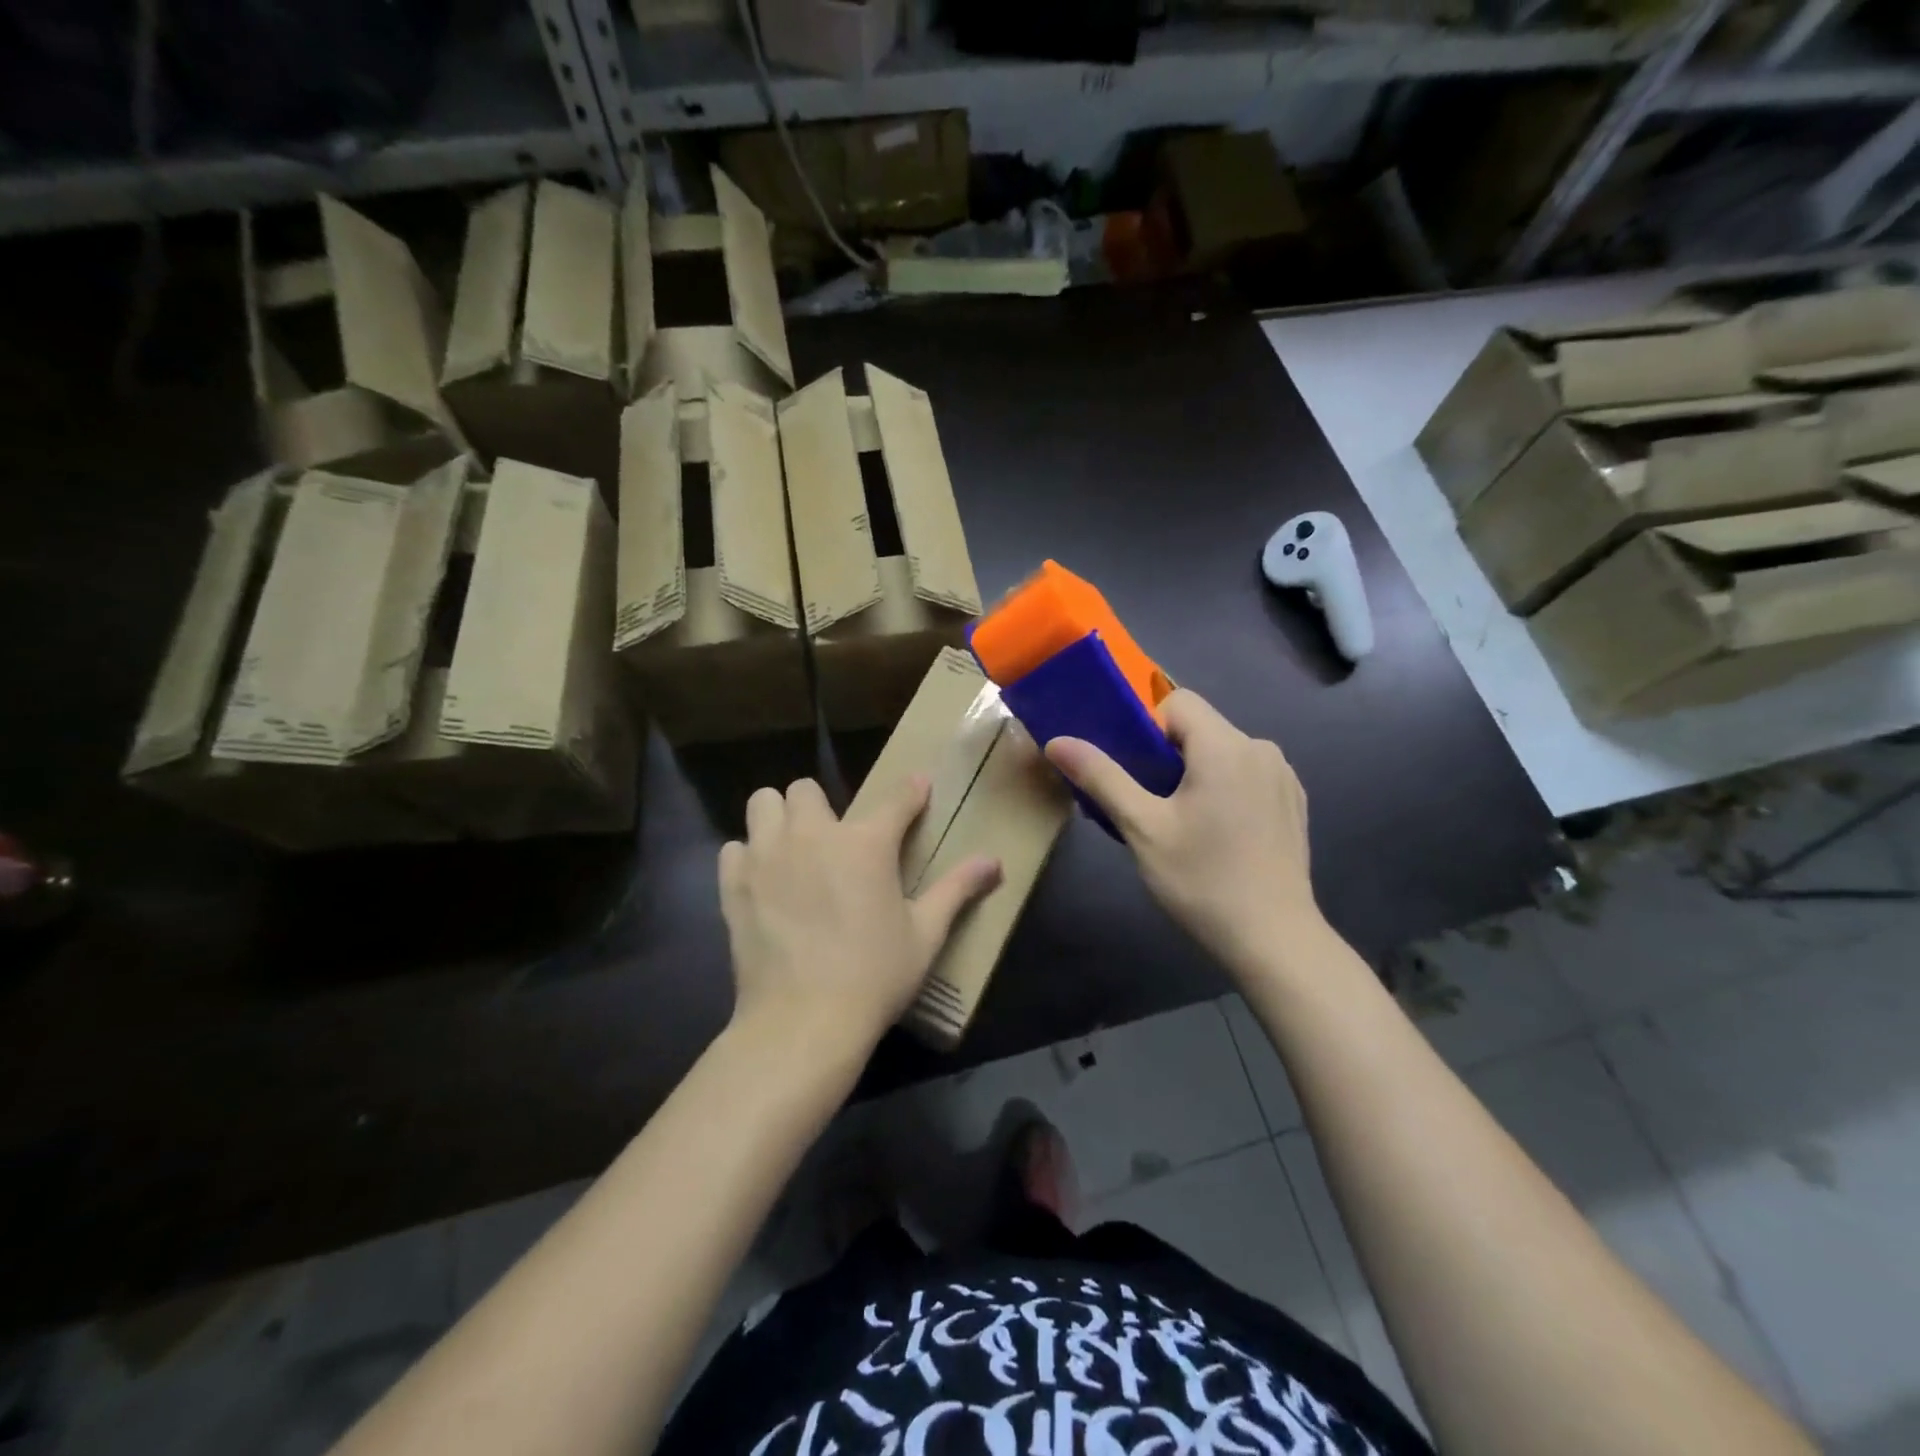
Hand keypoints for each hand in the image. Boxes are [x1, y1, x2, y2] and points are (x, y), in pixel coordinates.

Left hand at [718, 777, 1001, 1056]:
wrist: (803, 1022)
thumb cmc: (874, 976)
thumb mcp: (925, 934)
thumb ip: (958, 890)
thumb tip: (995, 861)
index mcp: (866, 843)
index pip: (896, 800)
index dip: (911, 792)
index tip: (917, 789)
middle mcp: (813, 835)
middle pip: (806, 788)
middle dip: (820, 805)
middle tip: (831, 839)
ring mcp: (767, 856)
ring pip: (763, 804)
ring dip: (778, 818)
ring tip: (791, 849)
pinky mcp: (735, 884)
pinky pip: (735, 848)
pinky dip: (748, 856)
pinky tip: (763, 881)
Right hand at [1045, 690, 1318, 972]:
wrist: (1274, 940)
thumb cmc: (1201, 880)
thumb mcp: (1142, 828)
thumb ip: (1101, 777)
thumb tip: (1057, 741)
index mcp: (1225, 746)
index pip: (1177, 701)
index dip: (1148, 728)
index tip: (1138, 773)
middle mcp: (1261, 748)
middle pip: (1201, 727)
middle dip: (1169, 755)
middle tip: (1152, 805)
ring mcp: (1283, 776)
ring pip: (1224, 752)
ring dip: (1198, 773)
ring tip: (1186, 824)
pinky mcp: (1294, 802)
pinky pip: (1247, 774)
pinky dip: (1226, 789)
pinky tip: (1221, 835)